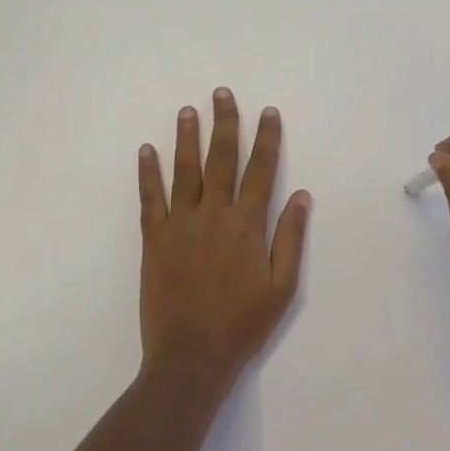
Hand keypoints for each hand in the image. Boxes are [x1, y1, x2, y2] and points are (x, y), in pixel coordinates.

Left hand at [138, 88, 311, 381]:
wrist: (191, 357)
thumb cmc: (243, 324)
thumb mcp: (282, 287)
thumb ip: (290, 238)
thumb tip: (302, 196)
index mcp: (248, 225)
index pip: (261, 170)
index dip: (266, 139)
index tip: (268, 111)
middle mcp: (214, 215)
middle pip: (221, 159)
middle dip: (224, 124)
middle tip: (222, 93)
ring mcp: (180, 225)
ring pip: (185, 171)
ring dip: (187, 138)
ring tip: (188, 110)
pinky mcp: (154, 239)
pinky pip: (150, 199)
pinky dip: (148, 173)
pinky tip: (147, 150)